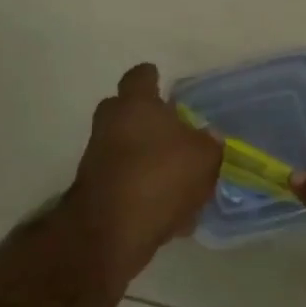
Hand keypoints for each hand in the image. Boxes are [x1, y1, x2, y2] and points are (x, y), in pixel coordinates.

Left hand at [67, 64, 223, 277]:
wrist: (112, 230)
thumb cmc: (161, 176)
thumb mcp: (205, 157)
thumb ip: (210, 143)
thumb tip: (209, 138)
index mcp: (136, 104)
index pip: (140, 76)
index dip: (152, 78)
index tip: (162, 82)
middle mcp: (110, 124)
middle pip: (126, 112)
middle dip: (148, 121)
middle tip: (175, 134)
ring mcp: (98, 158)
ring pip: (127, 150)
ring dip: (148, 161)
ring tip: (182, 185)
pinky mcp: (95, 191)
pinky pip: (126, 184)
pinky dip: (144, 193)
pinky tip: (171, 216)